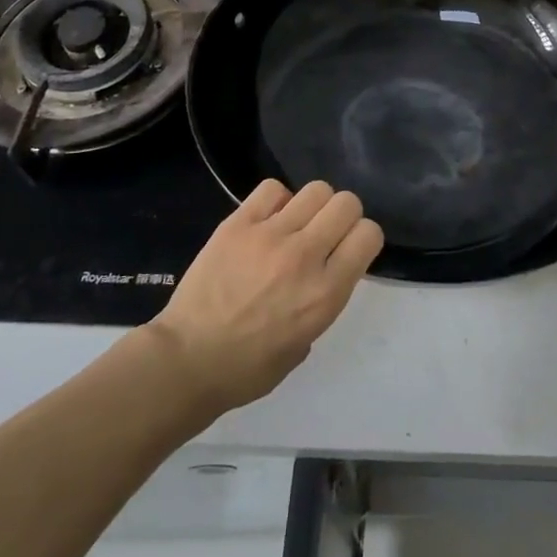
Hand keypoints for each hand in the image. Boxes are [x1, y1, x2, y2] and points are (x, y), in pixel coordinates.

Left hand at [147, 179, 383, 414]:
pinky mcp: (238, 224)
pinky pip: (271, 189)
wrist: (187, 360)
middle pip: (346, 203)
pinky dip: (276, 199)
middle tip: (324, 234)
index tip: (348, 250)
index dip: (363, 238)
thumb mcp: (306, 342)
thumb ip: (323, 300)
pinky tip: (267, 220)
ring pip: (315, 190)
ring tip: (295, 224)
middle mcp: (305, 256)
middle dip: (343, 215)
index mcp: (326, 292)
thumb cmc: (249, 368)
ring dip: (313, 205)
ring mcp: (270, 235)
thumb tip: (322, 273)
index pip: (368, 234)